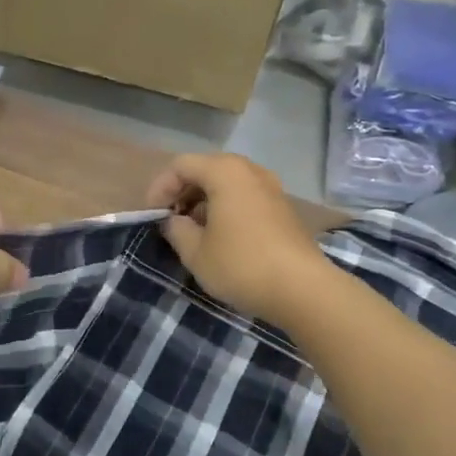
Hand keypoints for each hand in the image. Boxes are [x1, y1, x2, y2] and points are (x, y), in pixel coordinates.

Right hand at [147, 153, 333, 325]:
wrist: (303, 289)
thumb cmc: (241, 265)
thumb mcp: (195, 252)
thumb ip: (176, 229)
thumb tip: (174, 221)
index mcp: (225, 172)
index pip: (181, 165)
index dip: (160, 188)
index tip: (151, 216)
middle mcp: (250, 170)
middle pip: (205, 169)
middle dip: (182, 193)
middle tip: (170, 221)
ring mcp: (271, 187)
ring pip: (226, 183)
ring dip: (204, 201)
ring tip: (192, 231)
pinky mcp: (283, 207)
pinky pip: (245, 196)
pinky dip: (225, 208)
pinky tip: (220, 237)